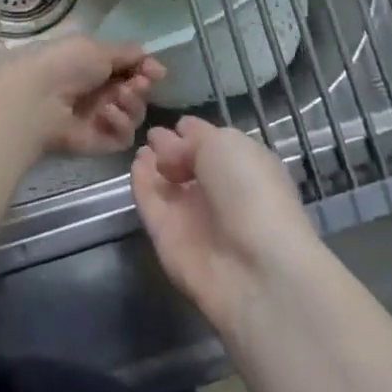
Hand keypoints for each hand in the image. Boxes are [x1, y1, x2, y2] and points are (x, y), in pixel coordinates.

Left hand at [0, 33, 162, 157]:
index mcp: (95, 64)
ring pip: (135, 114)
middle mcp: (99, 91)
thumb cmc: (64, 64)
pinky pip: (124, 136)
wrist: (36, 98)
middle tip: (135, 84)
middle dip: (141, 86)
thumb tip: (154, 62)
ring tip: (118, 98)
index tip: (154, 70)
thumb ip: (128, 53)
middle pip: (137, 92)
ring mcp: (99, 118)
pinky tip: (106, 114)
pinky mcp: (98, 142)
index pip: (132, 68)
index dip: (146, 69)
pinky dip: (120, 124)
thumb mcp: (97, 48)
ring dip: (132, 104)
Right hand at [131, 116, 320, 334]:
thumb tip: (170, 147)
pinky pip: (151, 204)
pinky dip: (142, 184)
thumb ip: (192, 139)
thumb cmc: (249, 190)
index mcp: (245, 165)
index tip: (176, 124)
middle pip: (189, 164)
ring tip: (141, 148)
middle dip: (172, 148)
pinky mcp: (168, 239)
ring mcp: (193, 217)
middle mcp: (220, 191)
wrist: (254, 268)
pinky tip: (136, 165)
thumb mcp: (224, 144)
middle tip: (152, 134)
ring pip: (168, 185)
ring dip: (154, 165)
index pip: (214, 143)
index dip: (194, 132)